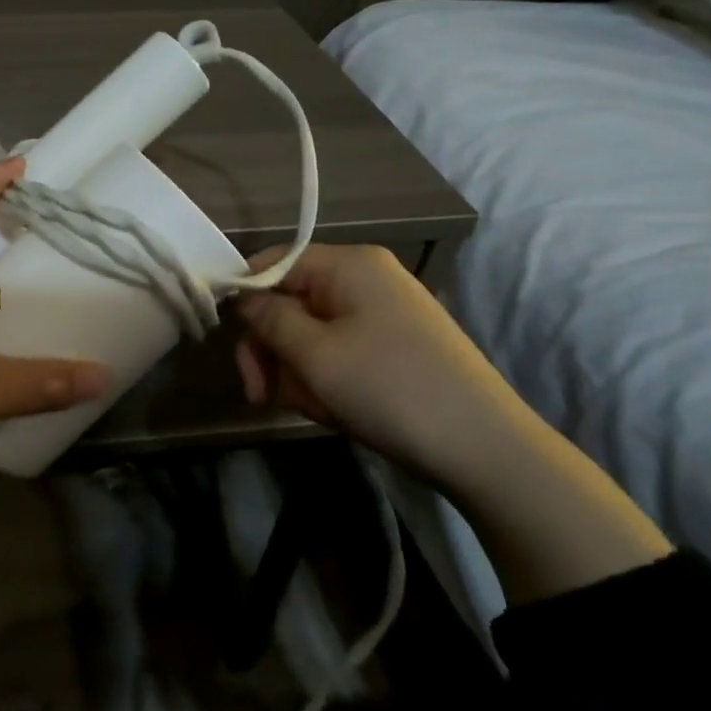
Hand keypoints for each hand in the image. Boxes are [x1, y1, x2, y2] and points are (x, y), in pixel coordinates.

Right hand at [234, 243, 671, 602]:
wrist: (484, 449)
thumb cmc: (390, 389)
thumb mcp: (315, 355)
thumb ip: (268, 319)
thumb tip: (241, 296)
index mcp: (349, 265)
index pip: (273, 262)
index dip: (243, 296)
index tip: (226, 340)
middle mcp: (365, 279)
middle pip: (289, 300)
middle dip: (269, 347)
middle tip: (258, 393)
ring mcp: (381, 313)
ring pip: (309, 332)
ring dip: (296, 370)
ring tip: (309, 408)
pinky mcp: (391, 346)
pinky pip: (337, 351)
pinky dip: (324, 379)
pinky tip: (330, 409)